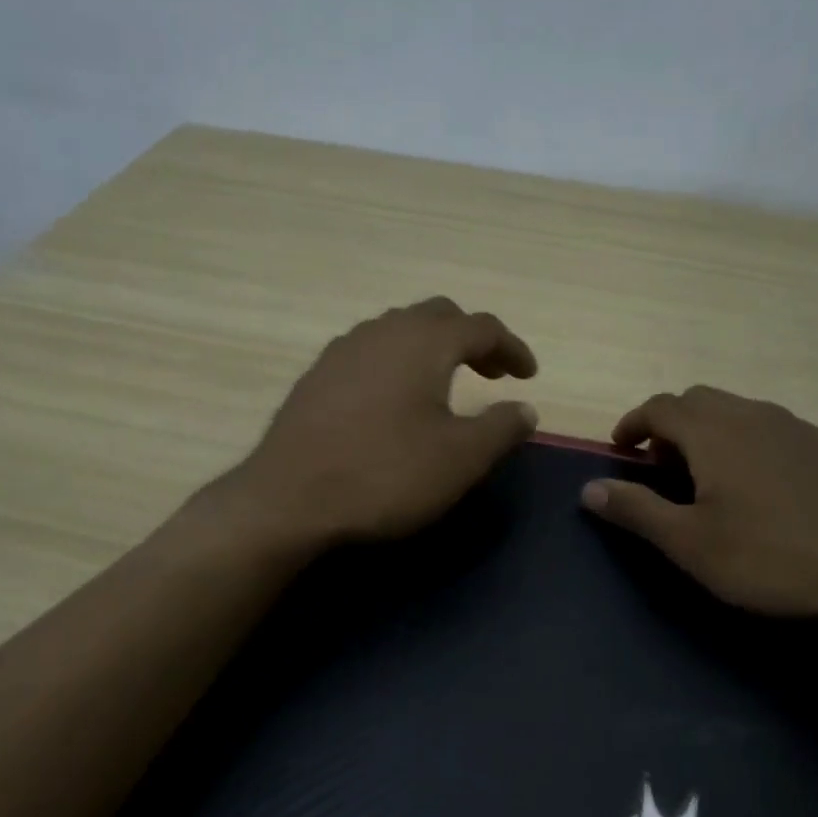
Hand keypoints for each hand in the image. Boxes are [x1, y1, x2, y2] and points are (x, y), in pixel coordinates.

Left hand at [217, 298, 538, 549]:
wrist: (289, 500)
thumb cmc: (386, 475)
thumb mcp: (461, 459)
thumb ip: (501, 428)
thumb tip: (525, 409)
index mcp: (424, 342)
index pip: (482, 327)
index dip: (512, 348)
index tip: (529, 376)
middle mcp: (382, 332)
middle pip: (438, 316)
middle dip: (472, 340)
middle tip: (492, 374)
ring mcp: (343, 351)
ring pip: (399, 330)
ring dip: (432, 348)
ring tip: (446, 384)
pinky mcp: (316, 377)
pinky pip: (370, 353)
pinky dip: (398, 363)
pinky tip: (395, 400)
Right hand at [580, 386, 817, 628]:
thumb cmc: (770, 557)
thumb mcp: (690, 543)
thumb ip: (636, 510)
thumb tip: (588, 488)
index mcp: (715, 432)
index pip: (661, 407)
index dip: (634, 423)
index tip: (621, 447)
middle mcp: (755, 415)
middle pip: (700, 401)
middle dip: (670, 425)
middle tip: (660, 465)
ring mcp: (799, 428)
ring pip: (740, 412)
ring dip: (710, 432)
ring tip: (707, 476)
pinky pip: (774, 430)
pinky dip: (748, 444)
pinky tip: (762, 487)